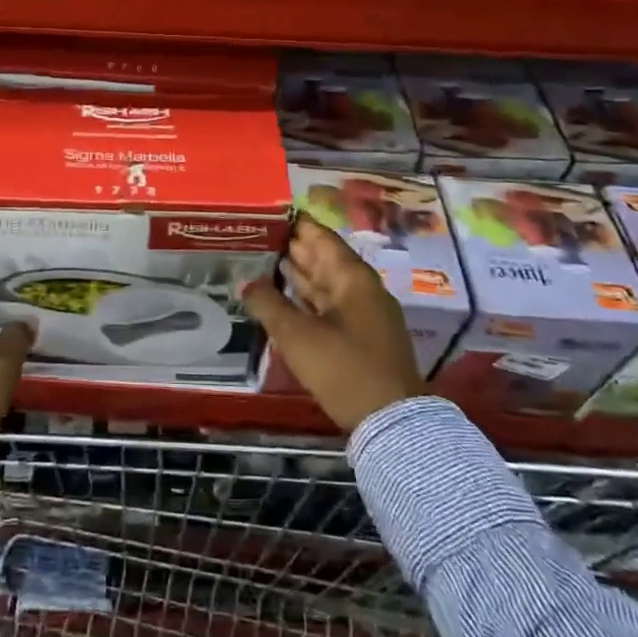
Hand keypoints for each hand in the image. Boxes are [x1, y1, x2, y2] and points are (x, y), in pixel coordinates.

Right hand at [243, 217, 426, 431]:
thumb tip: (245, 283)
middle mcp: (361, 289)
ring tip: (266, 261)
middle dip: (293, 248)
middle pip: (324, 258)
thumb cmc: (344, 368)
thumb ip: (268, 304)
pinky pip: (329, 305)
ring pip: (327, 283)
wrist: (392, 422)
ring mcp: (365, 314)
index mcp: (352, 277)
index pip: (321, 237)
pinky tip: (286, 297)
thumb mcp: (297, 335)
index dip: (295, 224)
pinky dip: (308, 298)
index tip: (268, 214)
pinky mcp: (362, 338)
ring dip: (299, 273)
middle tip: (259, 237)